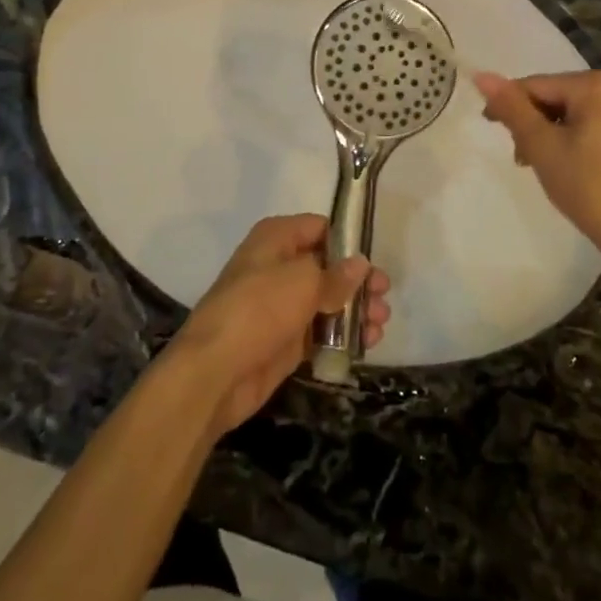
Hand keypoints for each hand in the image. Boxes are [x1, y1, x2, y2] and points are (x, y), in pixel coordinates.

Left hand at [170, 215, 390, 435]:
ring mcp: (281, 305)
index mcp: (276, 238)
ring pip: (327, 301)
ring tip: (380, 325)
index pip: (319, 228)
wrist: (215, 371)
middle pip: (327, 266)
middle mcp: (279, 266)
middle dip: (357, 281)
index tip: (373, 260)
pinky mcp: (285, 340)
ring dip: (355, 310)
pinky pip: (320, 331)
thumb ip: (336, 275)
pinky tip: (367, 343)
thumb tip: (360, 264)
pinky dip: (343, 335)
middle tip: (384, 296)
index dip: (347, 242)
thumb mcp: (302, 282)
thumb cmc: (258, 309)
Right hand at [473, 70, 600, 259]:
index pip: (536, 85)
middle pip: (555, 97)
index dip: (508, 105)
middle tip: (521, 157)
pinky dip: (572, 141)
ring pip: (572, 114)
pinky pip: (592, 127)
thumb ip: (511, 108)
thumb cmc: (589, 186)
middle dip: (532, 123)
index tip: (490, 128)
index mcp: (596, 85)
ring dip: (549, 135)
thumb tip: (482, 75)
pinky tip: (566, 168)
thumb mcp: (542, 145)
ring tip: (539, 165)